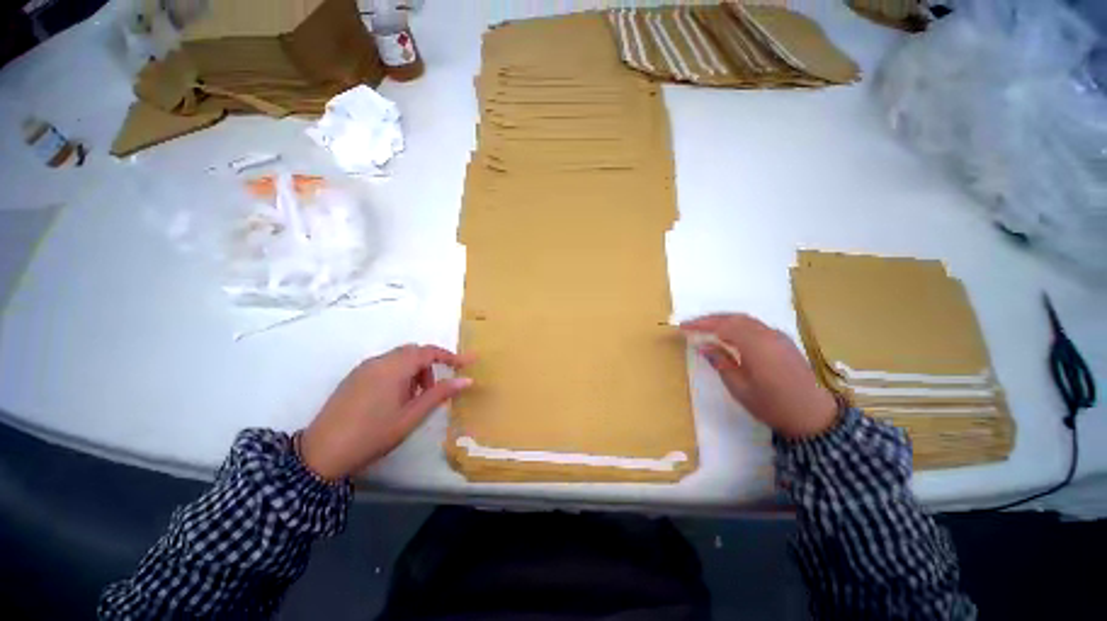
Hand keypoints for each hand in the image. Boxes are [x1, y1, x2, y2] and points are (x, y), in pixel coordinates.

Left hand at [299, 345, 473, 479]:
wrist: (320, 454)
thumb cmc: (373, 434)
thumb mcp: (411, 416)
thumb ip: (440, 394)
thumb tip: (467, 379)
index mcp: (393, 368)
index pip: (429, 352)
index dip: (451, 356)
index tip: (468, 362)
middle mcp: (378, 361)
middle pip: (413, 352)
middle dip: (430, 365)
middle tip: (435, 390)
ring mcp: (363, 369)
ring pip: (399, 359)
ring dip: (414, 371)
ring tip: (415, 398)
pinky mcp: (354, 378)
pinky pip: (385, 366)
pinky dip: (399, 375)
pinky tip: (396, 399)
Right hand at [681, 314, 837, 439]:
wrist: (813, 416)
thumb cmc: (772, 405)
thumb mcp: (740, 388)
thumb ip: (721, 363)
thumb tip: (703, 347)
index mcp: (756, 346)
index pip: (723, 326)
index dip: (701, 324)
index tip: (683, 327)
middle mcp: (768, 335)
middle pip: (734, 318)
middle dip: (711, 319)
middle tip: (692, 325)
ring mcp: (778, 336)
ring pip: (746, 320)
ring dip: (724, 320)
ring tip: (706, 327)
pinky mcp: (784, 341)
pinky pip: (756, 325)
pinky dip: (738, 325)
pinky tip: (730, 334)